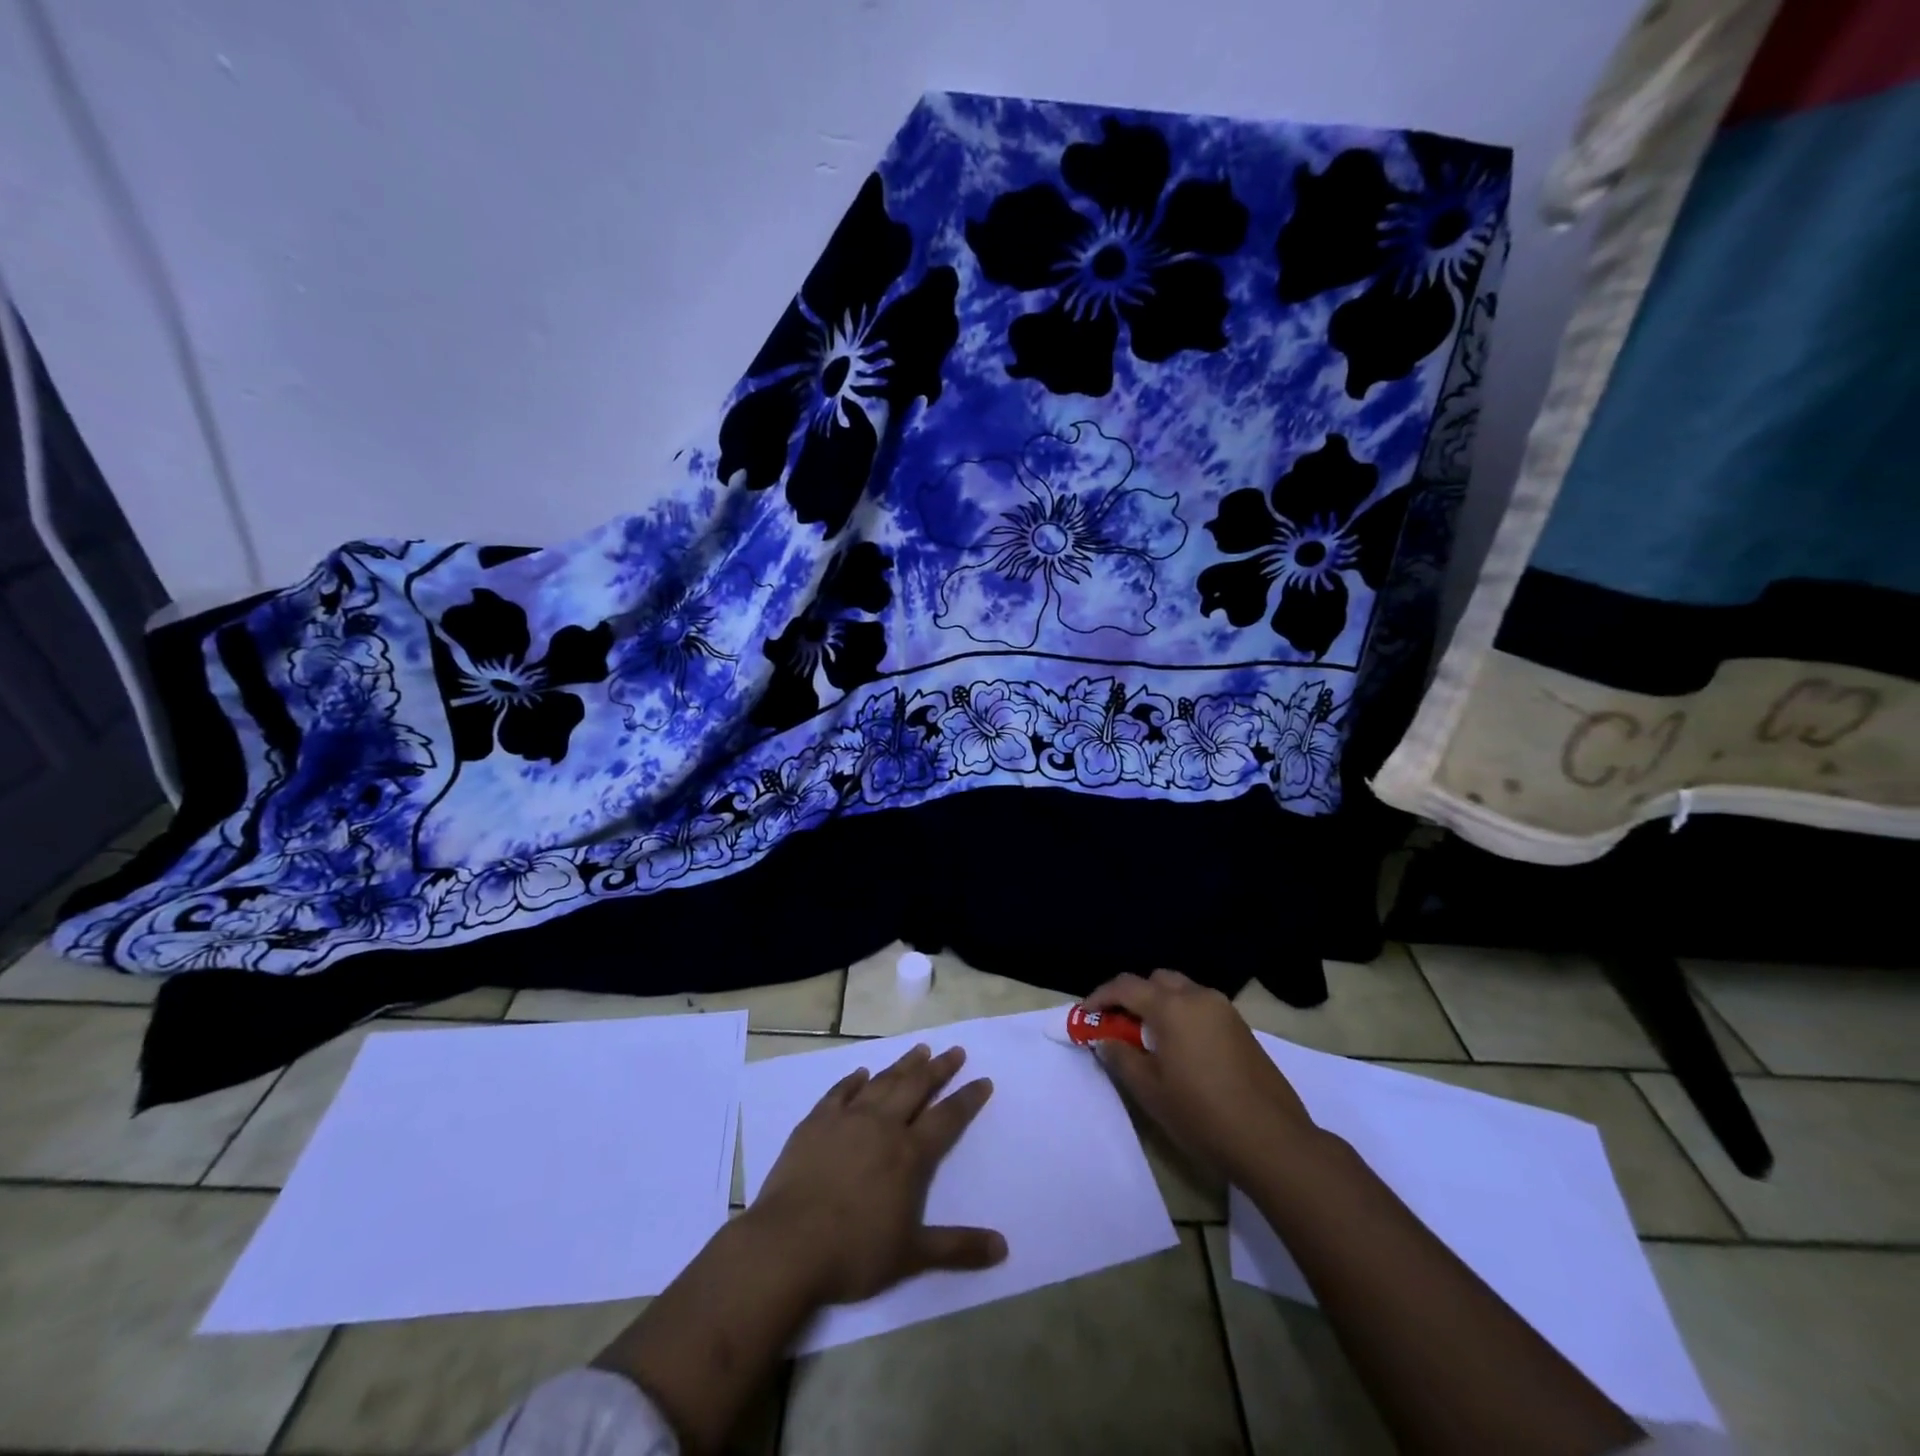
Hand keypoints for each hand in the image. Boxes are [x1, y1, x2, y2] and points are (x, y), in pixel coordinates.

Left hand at [751, 1043, 1007, 1305]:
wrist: (787, 1246)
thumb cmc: (854, 1253)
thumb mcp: (912, 1257)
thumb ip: (958, 1248)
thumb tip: (1003, 1248)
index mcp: (909, 1154)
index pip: (947, 1117)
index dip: (968, 1099)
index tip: (983, 1080)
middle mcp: (882, 1126)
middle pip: (917, 1087)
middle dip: (939, 1068)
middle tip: (955, 1051)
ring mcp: (847, 1119)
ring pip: (882, 1082)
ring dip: (903, 1064)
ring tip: (920, 1050)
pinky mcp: (815, 1123)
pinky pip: (840, 1092)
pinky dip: (853, 1080)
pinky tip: (860, 1073)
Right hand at [1085, 969, 1315, 1184]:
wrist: (1272, 1141)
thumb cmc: (1202, 1114)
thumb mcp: (1150, 1090)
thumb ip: (1121, 1057)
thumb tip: (1106, 1039)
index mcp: (1172, 1006)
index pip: (1125, 986)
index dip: (1100, 998)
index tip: (1086, 1016)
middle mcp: (1198, 996)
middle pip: (1156, 980)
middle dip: (1132, 996)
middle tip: (1118, 1026)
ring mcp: (1224, 1010)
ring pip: (1182, 991)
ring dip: (1159, 1005)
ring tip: (1148, 1039)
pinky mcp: (1241, 1028)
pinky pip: (1201, 1007)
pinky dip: (1182, 1015)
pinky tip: (1180, 1049)